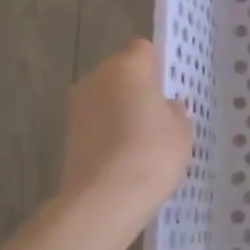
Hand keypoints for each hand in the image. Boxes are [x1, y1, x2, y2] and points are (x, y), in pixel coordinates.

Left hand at [59, 40, 192, 225]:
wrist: (105, 199)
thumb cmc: (152, 154)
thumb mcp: (182, 132)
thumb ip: (175, 112)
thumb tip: (166, 107)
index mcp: (128, 68)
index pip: (143, 50)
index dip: (157, 65)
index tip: (169, 87)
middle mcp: (96, 79)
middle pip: (120, 72)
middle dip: (137, 88)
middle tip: (159, 113)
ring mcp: (77, 107)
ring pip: (105, 98)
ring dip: (120, 111)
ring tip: (142, 139)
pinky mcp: (67, 135)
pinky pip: (95, 123)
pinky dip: (108, 132)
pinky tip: (125, 156)